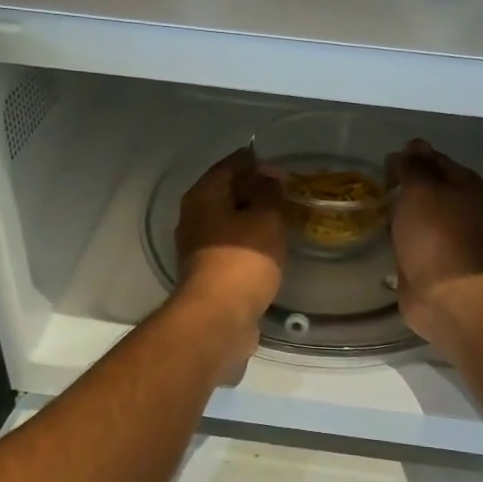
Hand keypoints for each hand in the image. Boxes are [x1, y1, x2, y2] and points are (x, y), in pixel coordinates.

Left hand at [174, 148, 286, 377]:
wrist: (218, 318)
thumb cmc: (243, 260)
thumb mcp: (266, 218)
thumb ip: (270, 192)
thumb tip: (269, 175)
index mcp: (203, 195)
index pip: (231, 164)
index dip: (258, 163)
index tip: (284, 171)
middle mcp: (194, 216)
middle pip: (227, 192)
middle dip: (256, 191)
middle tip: (288, 195)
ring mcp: (197, 246)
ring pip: (229, 221)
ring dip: (253, 219)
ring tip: (284, 221)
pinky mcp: (207, 272)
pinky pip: (231, 245)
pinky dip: (250, 242)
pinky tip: (271, 248)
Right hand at [386, 139, 482, 344]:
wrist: (443, 292)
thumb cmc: (433, 234)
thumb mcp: (421, 189)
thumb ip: (414, 165)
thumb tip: (414, 144)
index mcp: (465, 184)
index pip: (433, 158)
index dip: (408, 158)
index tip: (383, 165)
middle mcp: (460, 206)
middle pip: (427, 185)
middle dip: (402, 183)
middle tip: (375, 186)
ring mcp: (446, 233)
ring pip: (418, 211)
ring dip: (399, 209)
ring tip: (374, 207)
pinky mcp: (430, 256)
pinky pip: (411, 235)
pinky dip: (398, 232)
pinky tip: (381, 233)